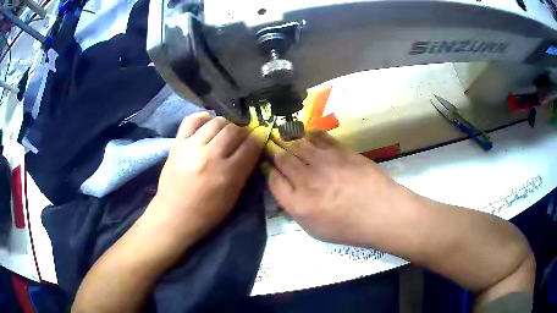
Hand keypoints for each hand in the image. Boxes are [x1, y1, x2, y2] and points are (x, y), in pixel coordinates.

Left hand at [144, 112, 263, 249]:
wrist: (174, 216)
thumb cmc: (206, 213)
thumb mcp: (232, 197)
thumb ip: (244, 172)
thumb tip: (252, 150)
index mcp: (227, 174)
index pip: (251, 146)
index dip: (258, 140)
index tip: (258, 141)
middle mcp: (210, 156)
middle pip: (234, 130)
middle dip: (243, 132)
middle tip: (241, 138)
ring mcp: (191, 147)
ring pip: (216, 122)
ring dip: (226, 124)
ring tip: (225, 132)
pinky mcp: (177, 144)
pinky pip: (191, 120)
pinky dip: (202, 117)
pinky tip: (208, 121)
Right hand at [269, 131, 406, 245]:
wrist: (381, 213)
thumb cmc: (348, 227)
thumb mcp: (315, 229)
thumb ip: (295, 208)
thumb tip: (285, 188)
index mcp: (299, 204)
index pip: (273, 180)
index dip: (269, 171)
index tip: (270, 167)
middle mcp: (307, 180)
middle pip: (282, 158)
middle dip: (276, 153)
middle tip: (275, 150)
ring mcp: (325, 162)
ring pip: (297, 144)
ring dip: (289, 142)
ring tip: (288, 139)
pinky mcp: (341, 151)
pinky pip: (319, 137)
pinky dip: (309, 135)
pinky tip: (308, 136)